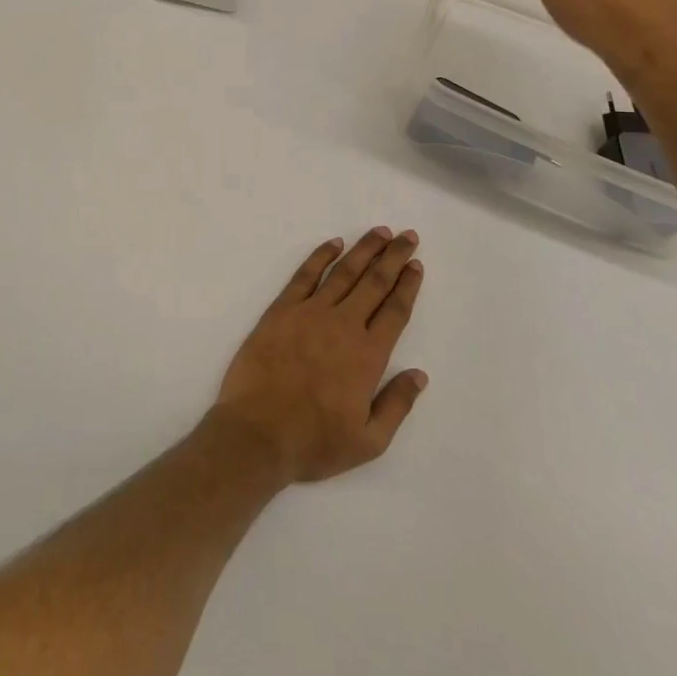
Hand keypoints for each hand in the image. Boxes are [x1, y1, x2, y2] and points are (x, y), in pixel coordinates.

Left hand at [210, 228, 428, 485]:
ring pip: (344, 272)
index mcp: (368, 356)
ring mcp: (310, 313)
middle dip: (394, 256)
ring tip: (380, 232)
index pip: (395, 311)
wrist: (257, 433)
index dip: (408, 285)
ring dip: (364, 249)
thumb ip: (397, 405)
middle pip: (375, 282)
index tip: (416, 265)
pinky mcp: (281, 310)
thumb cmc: (313, 442)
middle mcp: (343, 325)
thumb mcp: (368, 441)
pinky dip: (321, 255)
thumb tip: (419, 374)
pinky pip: (305, 275)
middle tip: (407, 236)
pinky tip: (334, 243)